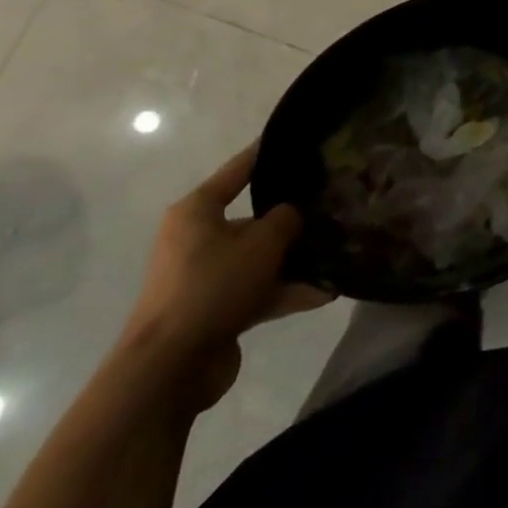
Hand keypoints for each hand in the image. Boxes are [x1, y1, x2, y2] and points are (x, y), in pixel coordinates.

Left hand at [118, 145, 333, 408]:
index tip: (295, 140)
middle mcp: (197, 239)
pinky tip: (326, 293)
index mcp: (197, 211)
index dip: (266, 154)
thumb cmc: (212, 285)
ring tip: (338, 255)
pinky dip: (287, 292)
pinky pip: (258, 292)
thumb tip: (291, 215)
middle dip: (291, 219)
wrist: (170, 367)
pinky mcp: (215, 311)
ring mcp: (205, 278)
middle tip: (331, 207)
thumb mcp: (261, 242)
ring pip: (258, 259)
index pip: (238, 170)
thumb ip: (286, 219)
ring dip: (294, 261)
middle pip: (252, 219)